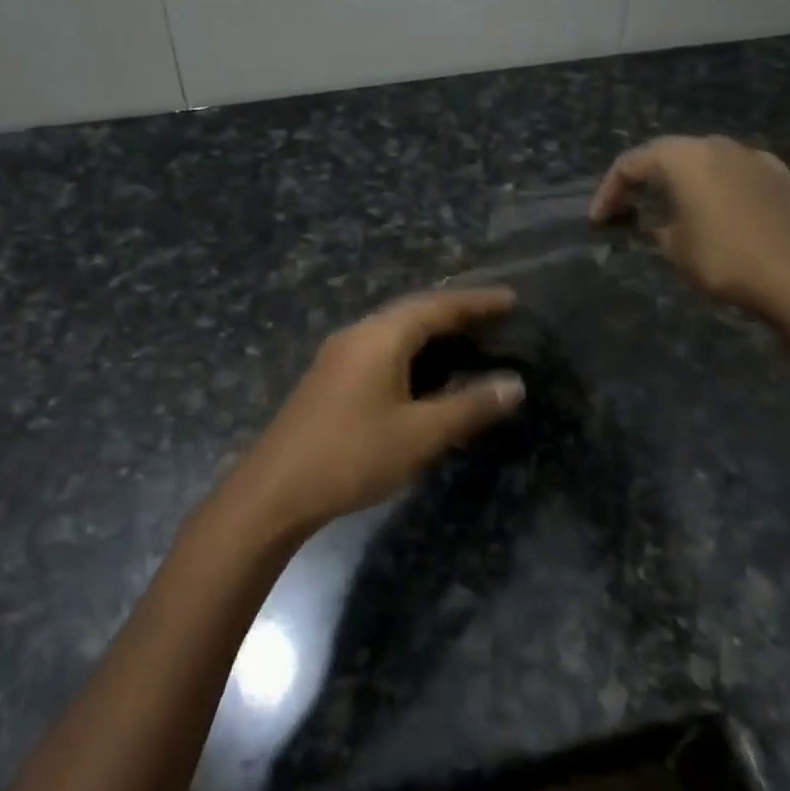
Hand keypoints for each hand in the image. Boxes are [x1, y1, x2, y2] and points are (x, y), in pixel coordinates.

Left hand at [228, 288, 525, 533]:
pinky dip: (410, 352)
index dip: (476, 302)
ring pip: (394, 331)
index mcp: (380, 336)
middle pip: (413, 311)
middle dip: (455, 313)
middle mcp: (358, 334)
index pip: (437, 306)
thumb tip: (514, 384)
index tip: (511, 299)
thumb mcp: (420, 434)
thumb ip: (469, 406)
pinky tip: (424, 375)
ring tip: (467, 341)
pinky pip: (380, 350)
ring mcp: (339, 355)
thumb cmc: (353, 455)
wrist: (275, 490)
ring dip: (431, 333)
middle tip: (494, 318)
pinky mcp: (330, 378)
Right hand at [591, 135, 789, 320]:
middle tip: (627, 208)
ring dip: (681, 180)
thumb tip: (656, 222)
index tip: (598, 221)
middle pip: (666, 154)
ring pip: (703, 159)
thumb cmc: (723, 259)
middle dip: (643, 179)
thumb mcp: (673, 247)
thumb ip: (655, 226)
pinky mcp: (778, 173)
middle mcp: (715, 145)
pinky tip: (716, 209)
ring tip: (670, 207)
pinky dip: (715, 185)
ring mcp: (751, 156)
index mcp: (682, 158)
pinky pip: (734, 171)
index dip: (608, 191)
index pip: (630, 164)